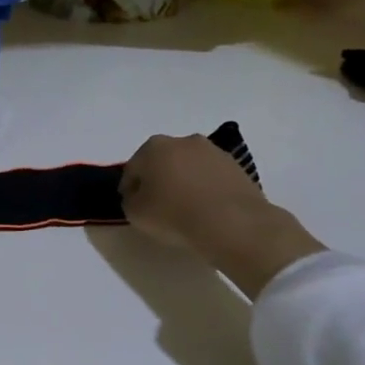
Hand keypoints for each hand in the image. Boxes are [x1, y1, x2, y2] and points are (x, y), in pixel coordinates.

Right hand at [119, 134, 323, 298]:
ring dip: (183, 181)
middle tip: (156, 205)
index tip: (132, 205)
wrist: (233, 223)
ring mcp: (212, 151)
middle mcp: (182, 141)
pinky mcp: (236, 166)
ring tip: (184, 208)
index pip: (132, 169)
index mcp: (153, 147)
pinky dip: (204, 187)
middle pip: (161, 162)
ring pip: (188, 166)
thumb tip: (138, 196)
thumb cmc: (175, 215)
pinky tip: (205, 208)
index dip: (129, 188)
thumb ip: (130, 201)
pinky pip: (210, 176)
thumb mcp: (136, 214)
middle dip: (157, 179)